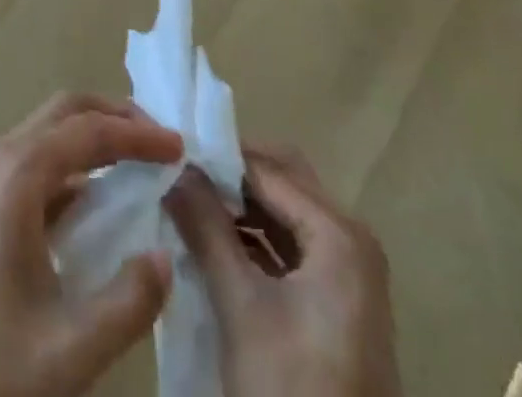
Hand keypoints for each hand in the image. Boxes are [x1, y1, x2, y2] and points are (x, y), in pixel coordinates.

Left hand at [0, 93, 183, 396]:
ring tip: (132, 166)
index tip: (179, 147)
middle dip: (112, 116)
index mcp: (17, 174)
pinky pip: (28, 164)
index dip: (137, 132)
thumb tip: (165, 257)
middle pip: (62, 112)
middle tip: (157, 141)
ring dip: (89, 139)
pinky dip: (67, 167)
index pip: (89, 130)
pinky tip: (89, 207)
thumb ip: (127, 303)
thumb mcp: (67, 350)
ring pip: (43, 134)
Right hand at [166, 144, 401, 396]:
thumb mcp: (240, 306)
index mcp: (339, 234)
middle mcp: (352, 242)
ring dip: (239, 206)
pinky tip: (213, 243)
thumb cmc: (292, 387)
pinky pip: (292, 248)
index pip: (267, 169)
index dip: (217, 156)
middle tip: (178, 172)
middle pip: (282, 182)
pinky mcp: (339, 306)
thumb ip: (206, 227)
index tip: (170, 149)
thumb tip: (174, 166)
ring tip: (186, 202)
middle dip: (230, 175)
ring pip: (285, 214)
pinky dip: (254, 239)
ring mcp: (349, 276)